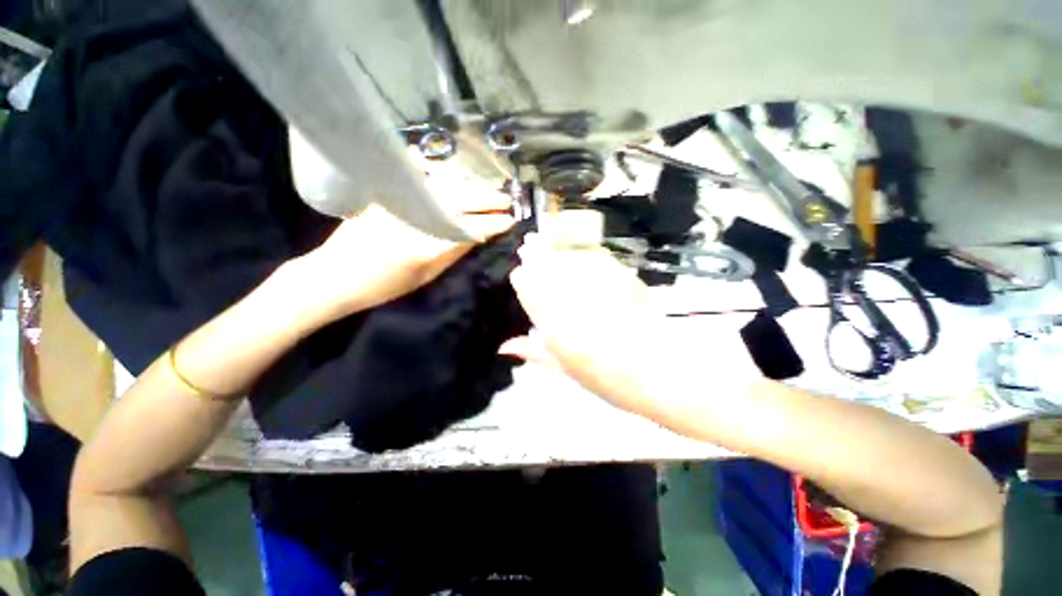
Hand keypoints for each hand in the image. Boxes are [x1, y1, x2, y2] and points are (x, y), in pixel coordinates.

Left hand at [291, 156, 513, 320]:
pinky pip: (414, 175)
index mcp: (425, 244)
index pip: (470, 227)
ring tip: (486, 187)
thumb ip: (452, 252)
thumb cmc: (383, 285)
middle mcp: (414, 217)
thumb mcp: (425, 276)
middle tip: (506, 199)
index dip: (493, 222)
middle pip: (459, 201)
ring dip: (468, 184)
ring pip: (442, 185)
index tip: (510, 220)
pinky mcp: (385, 195)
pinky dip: (431, 168)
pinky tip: (442, 167)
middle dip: (487, 199)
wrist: (334, 276)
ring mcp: (399, 202)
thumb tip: (479, 235)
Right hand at [499, 234, 674, 416]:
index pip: (531, 299)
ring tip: (543, 238)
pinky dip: (583, 255)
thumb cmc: (606, 380)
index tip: (517, 271)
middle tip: (528, 242)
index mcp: (556, 332)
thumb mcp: (565, 370)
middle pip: (548, 274)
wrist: (654, 375)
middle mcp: (572, 308)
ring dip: (554, 250)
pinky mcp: (620, 284)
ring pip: (569, 264)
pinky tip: (577, 251)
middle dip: (535, 256)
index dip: (523, 282)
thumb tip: (503, 346)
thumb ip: (535, 353)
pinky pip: (597, 263)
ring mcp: (597, 293)